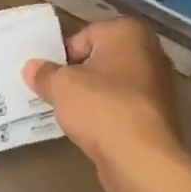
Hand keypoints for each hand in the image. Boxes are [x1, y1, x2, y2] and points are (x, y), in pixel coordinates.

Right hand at [24, 18, 184, 191]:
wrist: (142, 159)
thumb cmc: (101, 108)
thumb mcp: (61, 86)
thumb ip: (44, 73)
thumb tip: (32, 68)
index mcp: (128, 32)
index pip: (83, 37)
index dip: (61, 57)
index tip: (47, 78)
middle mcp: (149, 52)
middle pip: (99, 59)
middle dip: (77, 76)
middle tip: (53, 94)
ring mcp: (158, 85)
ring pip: (111, 85)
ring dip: (91, 97)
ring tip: (68, 114)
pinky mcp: (157, 115)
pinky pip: (122, 107)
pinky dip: (106, 115)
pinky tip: (90, 130)